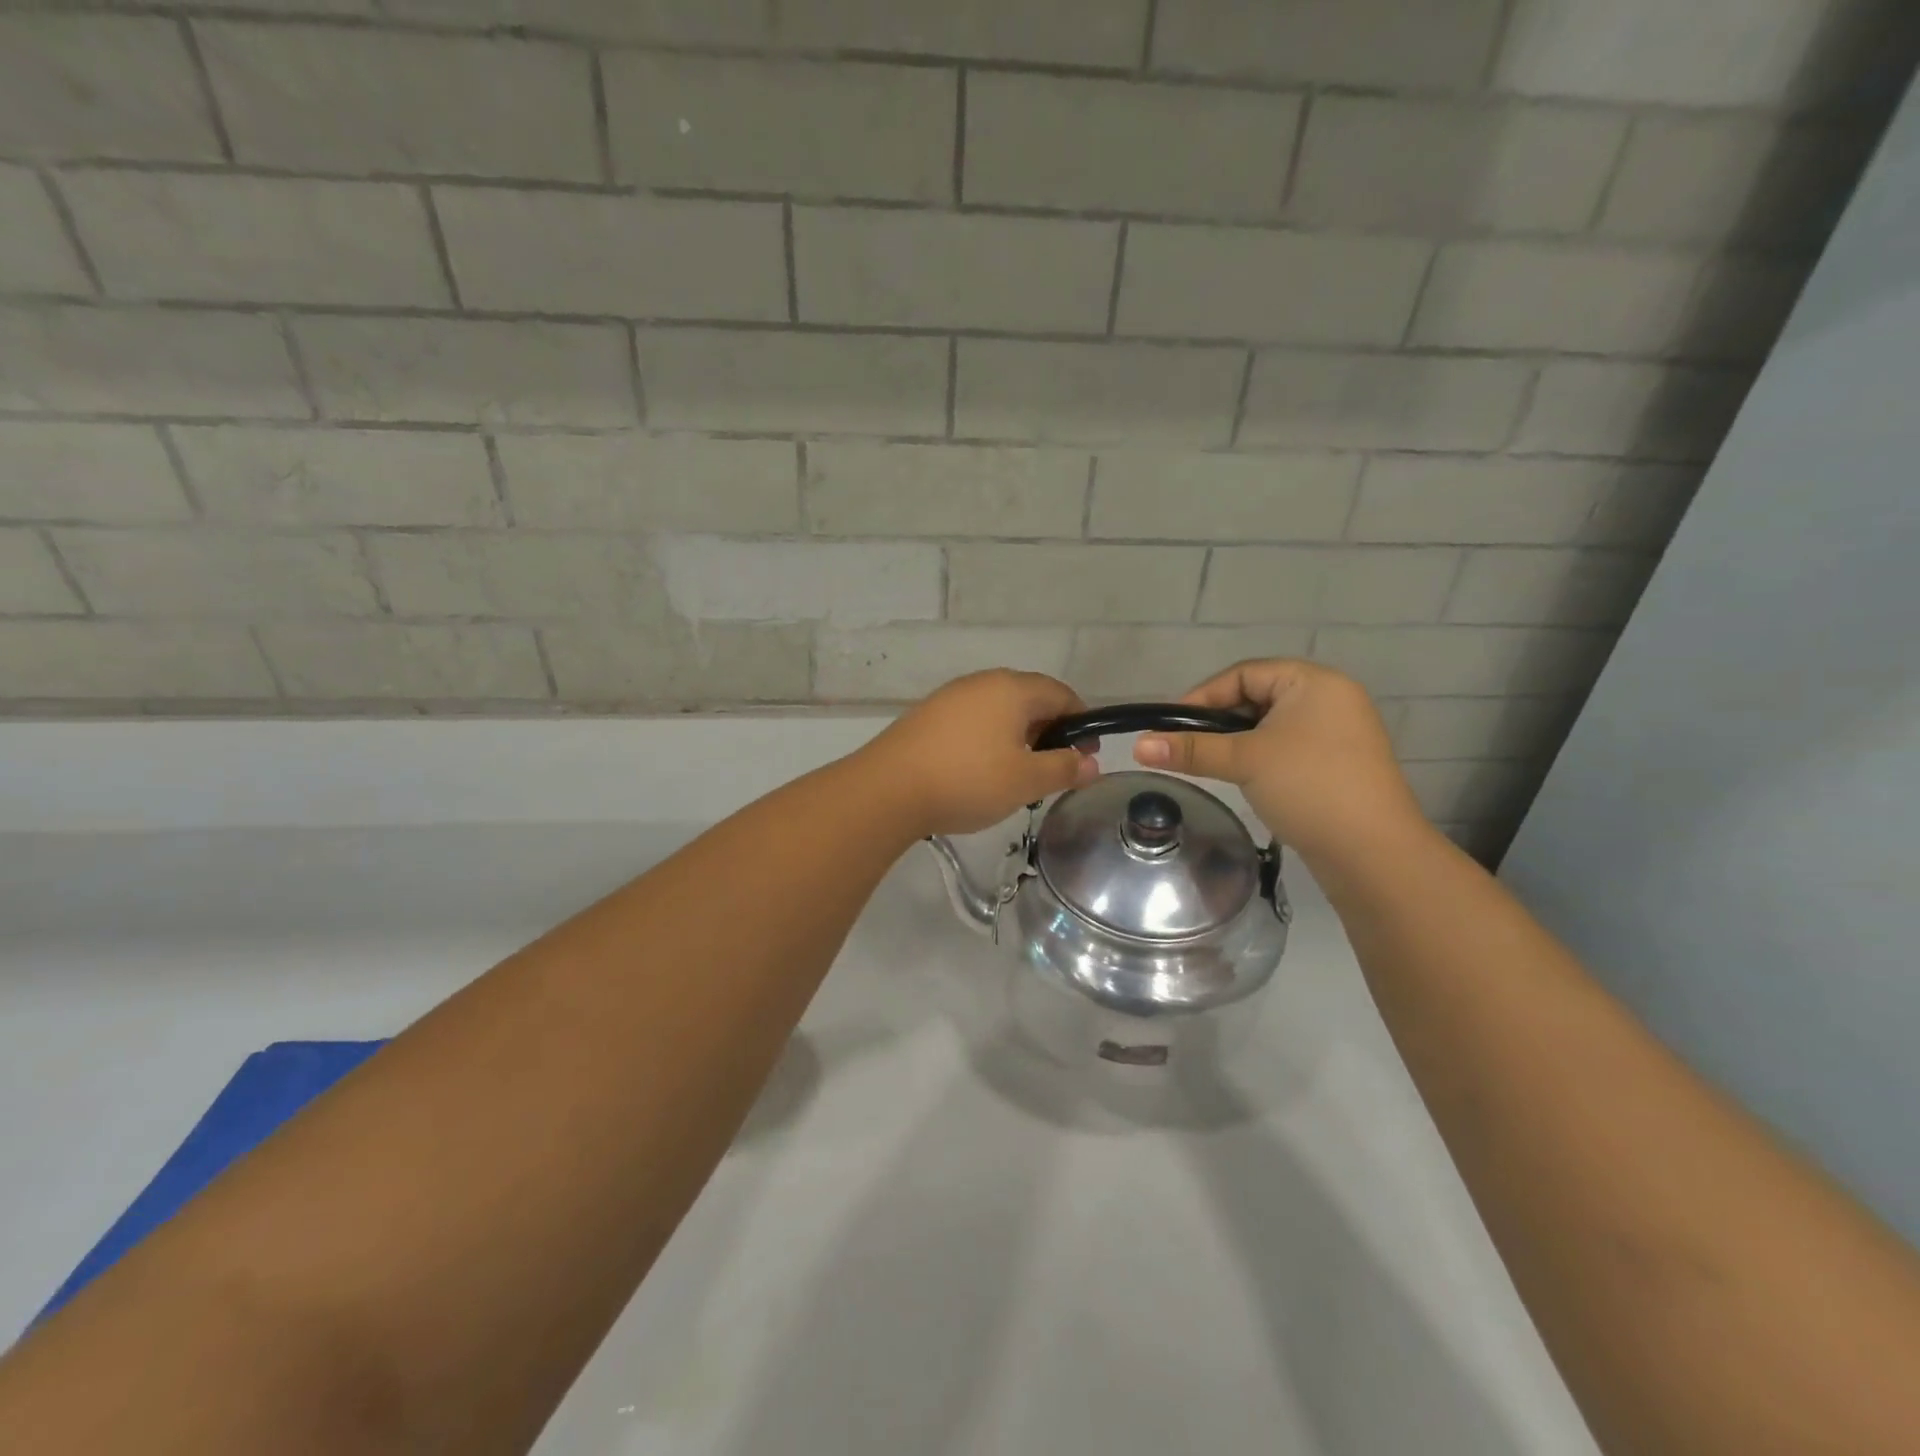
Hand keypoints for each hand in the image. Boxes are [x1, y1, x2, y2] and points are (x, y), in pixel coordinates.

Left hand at [859, 670, 1100, 836]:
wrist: (888, 789)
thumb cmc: (968, 780)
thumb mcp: (1026, 781)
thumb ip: (1064, 769)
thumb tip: (1091, 763)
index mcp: (1012, 689)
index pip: (1061, 694)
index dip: (1081, 722)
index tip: (1085, 755)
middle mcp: (982, 682)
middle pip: (1029, 698)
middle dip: (1049, 729)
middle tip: (1053, 766)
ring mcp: (951, 696)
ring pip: (998, 709)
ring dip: (1017, 735)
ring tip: (1018, 771)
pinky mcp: (928, 715)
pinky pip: (972, 719)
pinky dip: (988, 738)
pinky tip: (980, 768)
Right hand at [1133, 659, 1424, 862]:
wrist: (1373, 852)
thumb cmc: (1308, 787)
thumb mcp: (1244, 761)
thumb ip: (1190, 749)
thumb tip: (1137, 746)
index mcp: (1314, 681)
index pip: (1244, 674)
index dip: (1203, 696)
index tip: (1171, 726)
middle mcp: (1331, 698)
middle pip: (1257, 697)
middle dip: (1219, 721)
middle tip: (1187, 747)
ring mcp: (1339, 733)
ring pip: (1271, 725)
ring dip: (1238, 742)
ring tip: (1211, 764)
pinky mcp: (1339, 764)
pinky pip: (1289, 747)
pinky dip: (1261, 757)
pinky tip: (1245, 779)